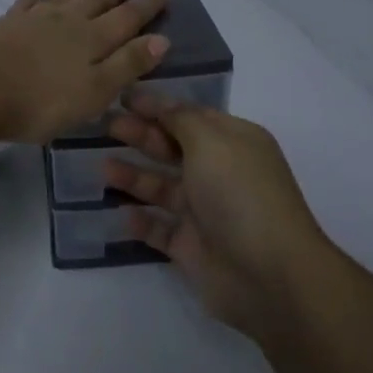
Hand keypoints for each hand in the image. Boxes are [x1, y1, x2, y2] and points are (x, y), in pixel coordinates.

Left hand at [0, 0, 170, 144]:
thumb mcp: (94, 92)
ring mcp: (32, 20)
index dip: (147, 7)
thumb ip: (127, 65)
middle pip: (95, 1)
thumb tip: (161, 39)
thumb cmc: (40, 99)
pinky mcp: (4, 26)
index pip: (127, 18)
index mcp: (92, 39)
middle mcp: (66, 22)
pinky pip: (25, 4)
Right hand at [103, 93, 331, 337]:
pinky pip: (160, 228)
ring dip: (134, 176)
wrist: (269, 275)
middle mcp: (220, 173)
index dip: (157, 106)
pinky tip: (121, 213)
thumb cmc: (240, 194)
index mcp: (233, 142)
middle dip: (141, 135)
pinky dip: (141, 221)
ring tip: (103, 167)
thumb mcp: (211, 141)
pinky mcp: (192, 247)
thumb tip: (161, 103)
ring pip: (163, 187)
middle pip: (173, 148)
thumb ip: (180, 119)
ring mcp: (206, 212)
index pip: (190, 116)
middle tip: (106, 126)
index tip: (122, 97)